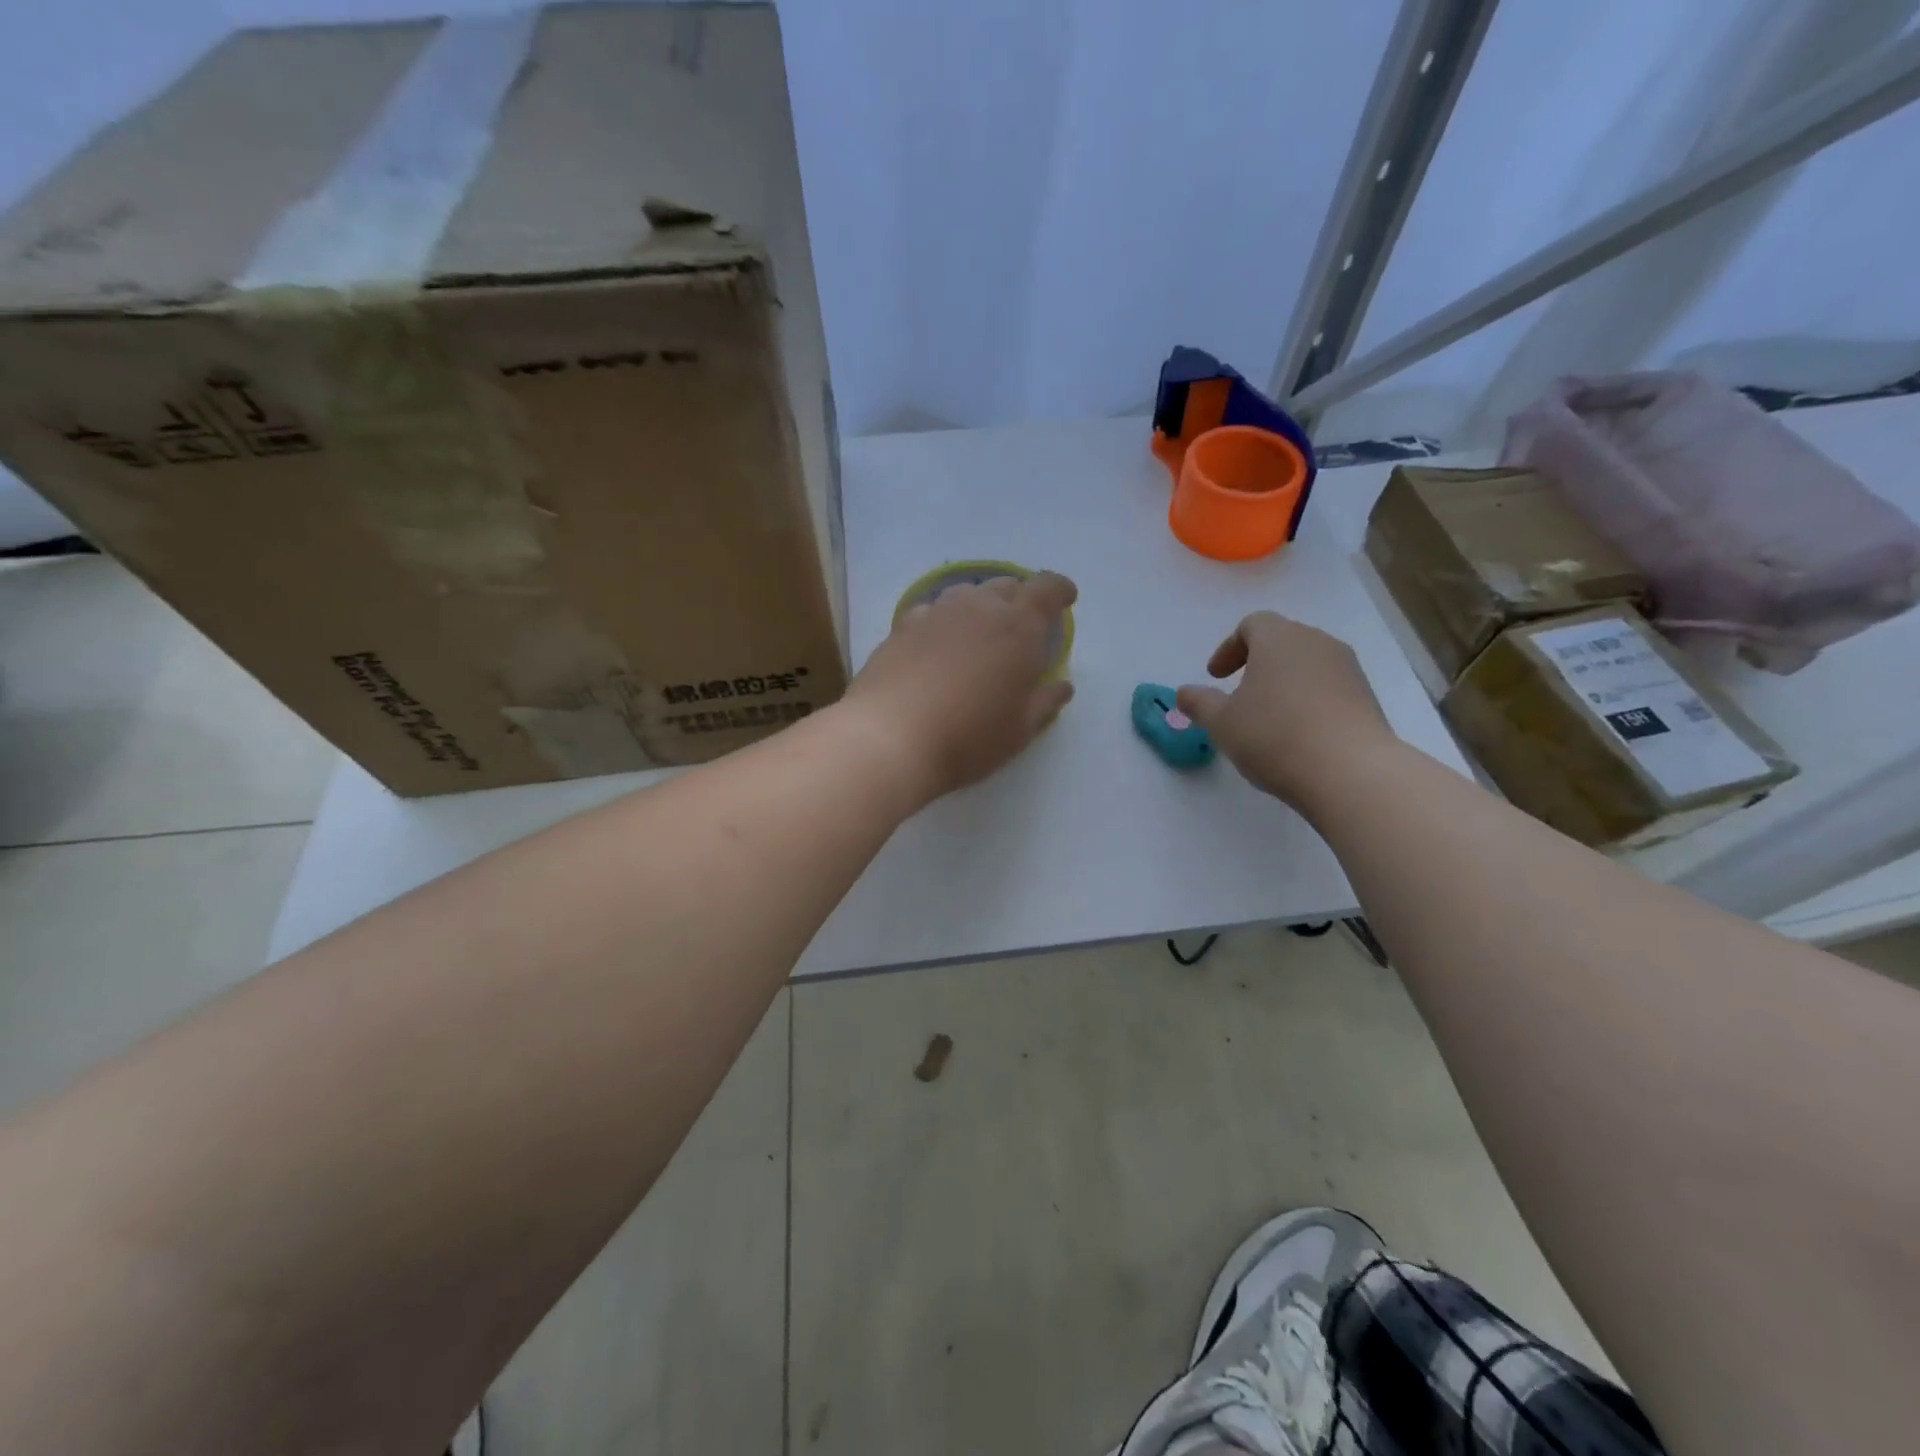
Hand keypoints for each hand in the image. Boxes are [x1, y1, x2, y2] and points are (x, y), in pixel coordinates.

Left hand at [839, 570, 1077, 808]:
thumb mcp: (1019, 731)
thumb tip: (1062, 686)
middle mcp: (979, 608)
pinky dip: (944, 621)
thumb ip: (1045, 703)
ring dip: (981, 606)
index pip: (1046, 589)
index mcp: (1019, 628)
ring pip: (967, 594)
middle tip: (1022, 626)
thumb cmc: (969, 737)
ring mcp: (936, 613)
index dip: (1059, 590)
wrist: (890, 737)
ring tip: (979, 633)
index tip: (1066, 600)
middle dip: (1020, 599)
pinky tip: (938, 644)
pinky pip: (932, 611)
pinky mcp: (902, 627)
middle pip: (1006, 586)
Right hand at [1177, 612, 1398, 808]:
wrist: (1351, 772)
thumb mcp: (1222, 722)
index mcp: (1279, 639)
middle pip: (1283, 641)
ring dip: (1284, 683)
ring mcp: (1348, 669)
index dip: (1229, 648)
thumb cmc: (1274, 736)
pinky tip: (1298, 734)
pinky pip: (1329, 688)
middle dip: (1257, 663)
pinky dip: (1308, 701)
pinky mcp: (1367, 697)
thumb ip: (1200, 703)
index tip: (1216, 677)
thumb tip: (1184, 692)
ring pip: (1308, 665)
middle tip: (1239, 694)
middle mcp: (1317, 643)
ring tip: (1268, 717)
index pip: (1252, 624)